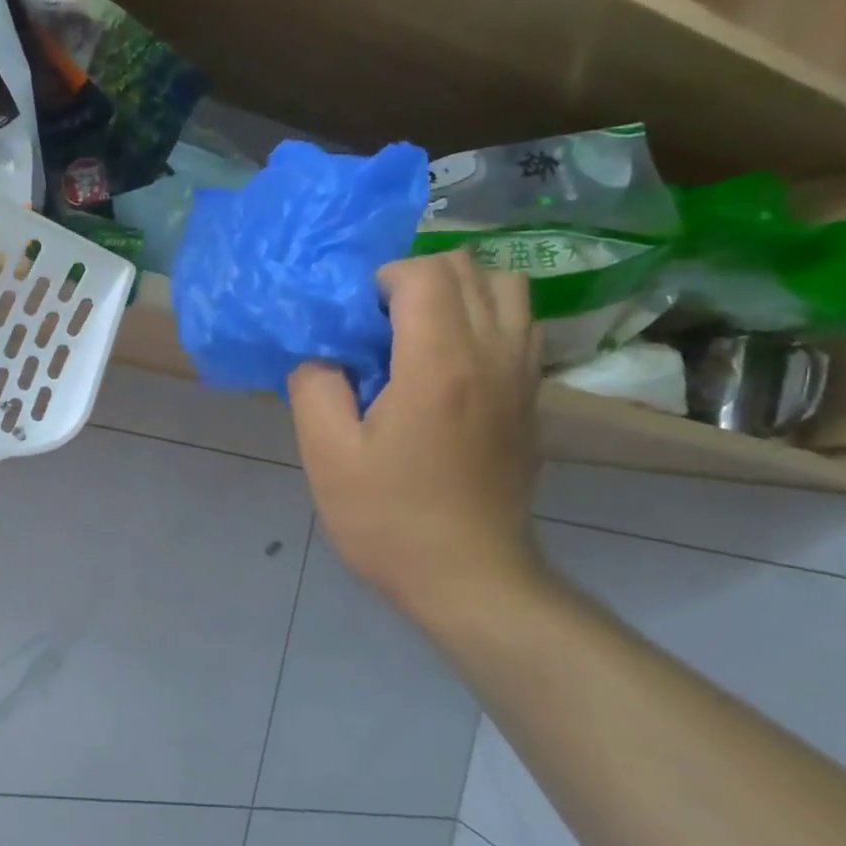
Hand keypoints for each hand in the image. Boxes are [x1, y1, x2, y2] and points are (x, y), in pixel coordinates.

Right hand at [288, 252, 547, 624]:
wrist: (468, 578)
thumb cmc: (389, 520)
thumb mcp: (327, 457)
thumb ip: (314, 388)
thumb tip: (320, 355)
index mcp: (439, 363)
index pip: (424, 273)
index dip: (382, 281)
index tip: (356, 322)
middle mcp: (493, 354)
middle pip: (471, 267)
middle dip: (418, 277)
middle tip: (380, 324)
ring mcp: (522, 376)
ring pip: (508, 288)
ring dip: (460, 291)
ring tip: (420, 332)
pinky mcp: (531, 400)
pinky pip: (520, 326)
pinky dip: (487, 319)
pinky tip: (451, 362)